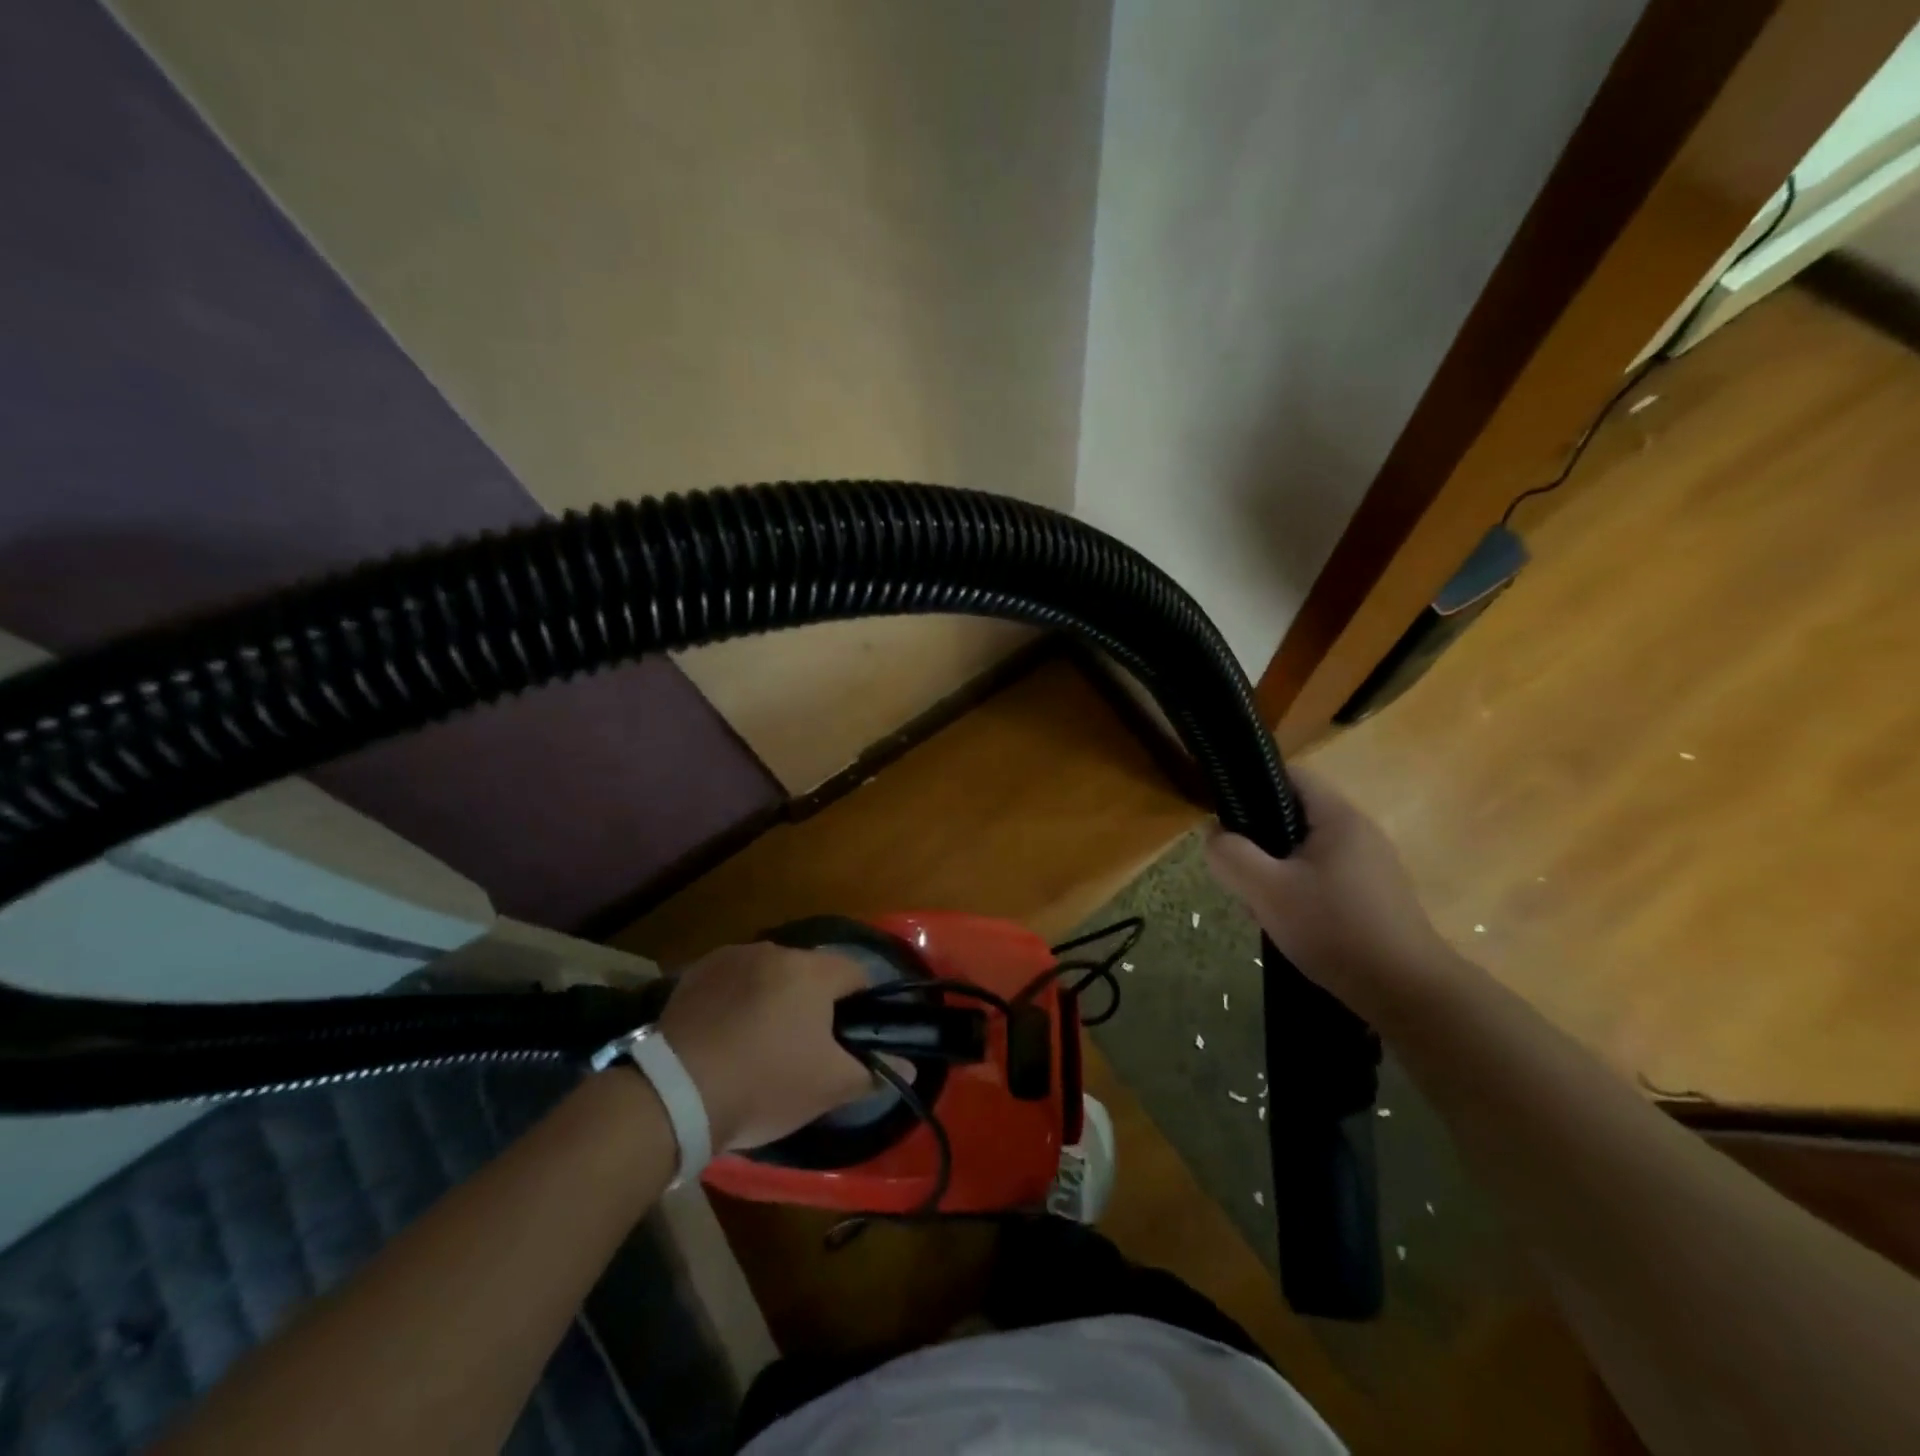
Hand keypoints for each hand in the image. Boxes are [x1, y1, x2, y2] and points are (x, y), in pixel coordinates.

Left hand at [657, 943, 876, 1150]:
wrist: (675, 1095)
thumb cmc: (764, 1084)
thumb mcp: (828, 1087)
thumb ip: (873, 1071)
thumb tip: (908, 1065)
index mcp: (812, 971)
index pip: (856, 974)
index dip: (860, 1006)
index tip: (848, 1039)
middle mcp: (774, 950)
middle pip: (810, 972)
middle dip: (814, 1002)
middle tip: (804, 1048)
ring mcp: (731, 957)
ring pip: (770, 974)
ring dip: (774, 997)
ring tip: (760, 1043)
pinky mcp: (695, 972)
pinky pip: (732, 979)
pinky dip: (737, 998)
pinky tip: (726, 1034)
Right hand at [1204, 769, 1460, 1021]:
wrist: (1407, 993)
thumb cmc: (1334, 929)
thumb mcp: (1266, 891)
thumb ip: (1231, 855)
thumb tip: (1213, 832)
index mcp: (1338, 817)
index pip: (1291, 776)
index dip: (1252, 785)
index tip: (1225, 816)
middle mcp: (1359, 832)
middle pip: (1294, 816)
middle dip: (1260, 841)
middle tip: (1239, 872)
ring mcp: (1371, 865)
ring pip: (1306, 852)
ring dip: (1276, 871)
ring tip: (1260, 904)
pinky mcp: (1374, 896)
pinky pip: (1324, 877)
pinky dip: (1299, 891)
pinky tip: (1290, 923)